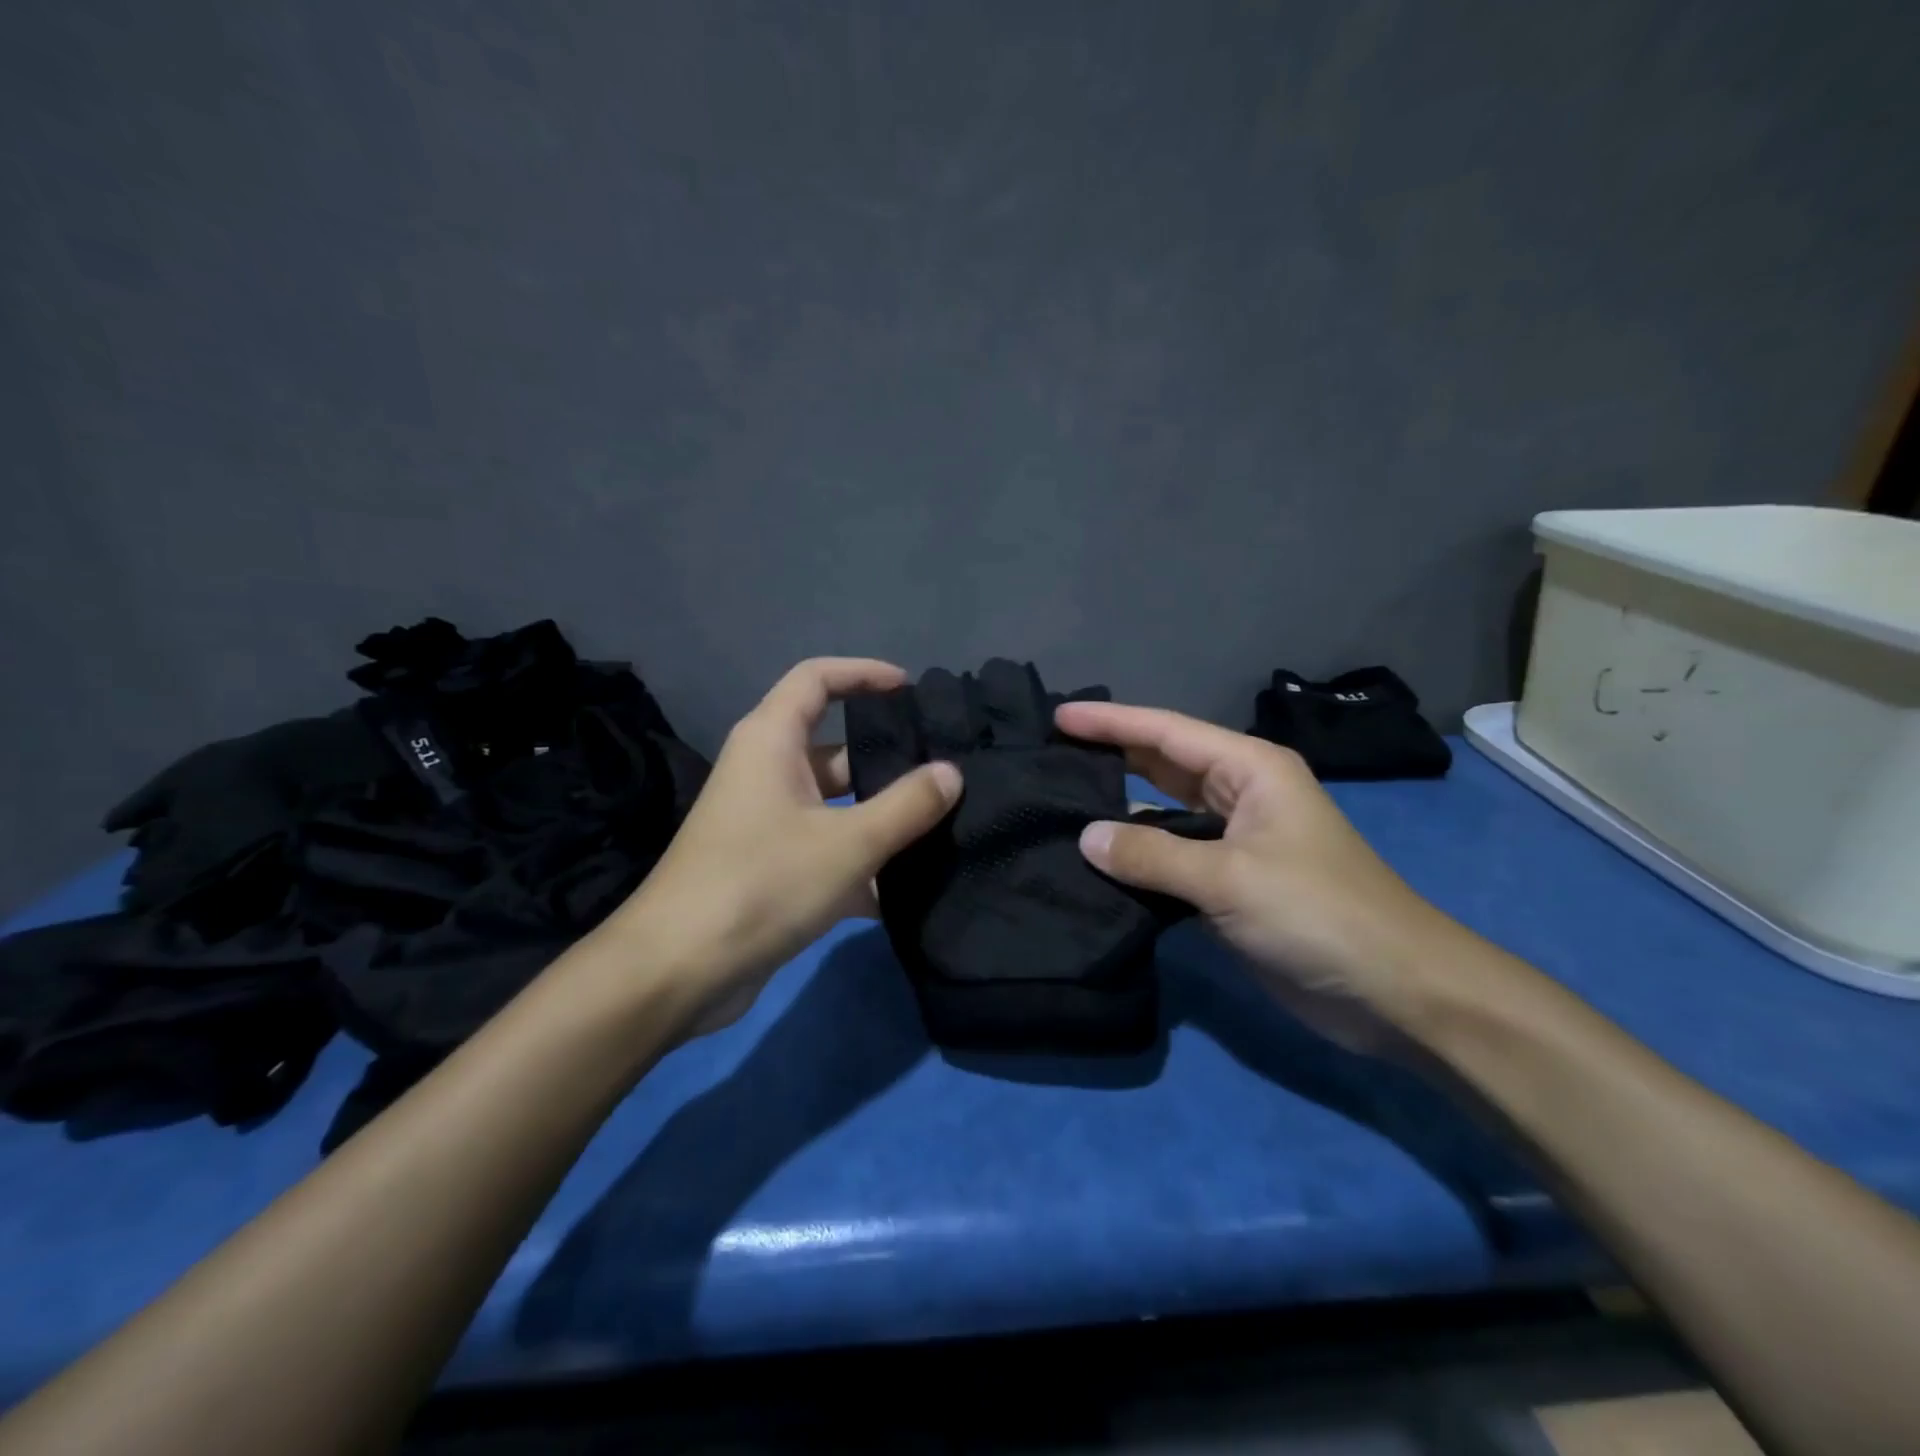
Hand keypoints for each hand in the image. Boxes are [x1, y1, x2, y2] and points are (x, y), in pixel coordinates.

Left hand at [612, 658, 961, 1038]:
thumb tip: (951, 773)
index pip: (817, 678)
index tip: (910, 689)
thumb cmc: (761, 883)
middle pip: (835, 748)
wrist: (677, 970)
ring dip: (880, 819)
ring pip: (835, 805)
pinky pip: (825, 850)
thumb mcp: (847, 842)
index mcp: (771, 741)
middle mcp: (766, 772)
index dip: (863, 673)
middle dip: (887, 760)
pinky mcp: (769, 868)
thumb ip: (907, 805)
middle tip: (944, 775)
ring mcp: (766, 822)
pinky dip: (859, 866)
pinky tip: (902, 895)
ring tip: (940, 830)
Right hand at [1055, 701, 1466, 1049]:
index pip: (1166, 732)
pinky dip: (1136, 855)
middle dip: (1110, 755)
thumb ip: (1152, 856)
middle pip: (1162, 763)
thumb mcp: (1230, 878)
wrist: (1394, 992)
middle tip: (1048, 753)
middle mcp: (1240, 795)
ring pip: (1163, 811)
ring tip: (1061, 800)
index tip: (1057, 715)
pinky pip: (1170, 856)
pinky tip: (1097, 858)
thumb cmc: (1318, 914)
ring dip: (1119, 807)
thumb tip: (1085, 837)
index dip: (1110, 721)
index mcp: (1249, 770)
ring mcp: (1235, 841)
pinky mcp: (1229, 883)